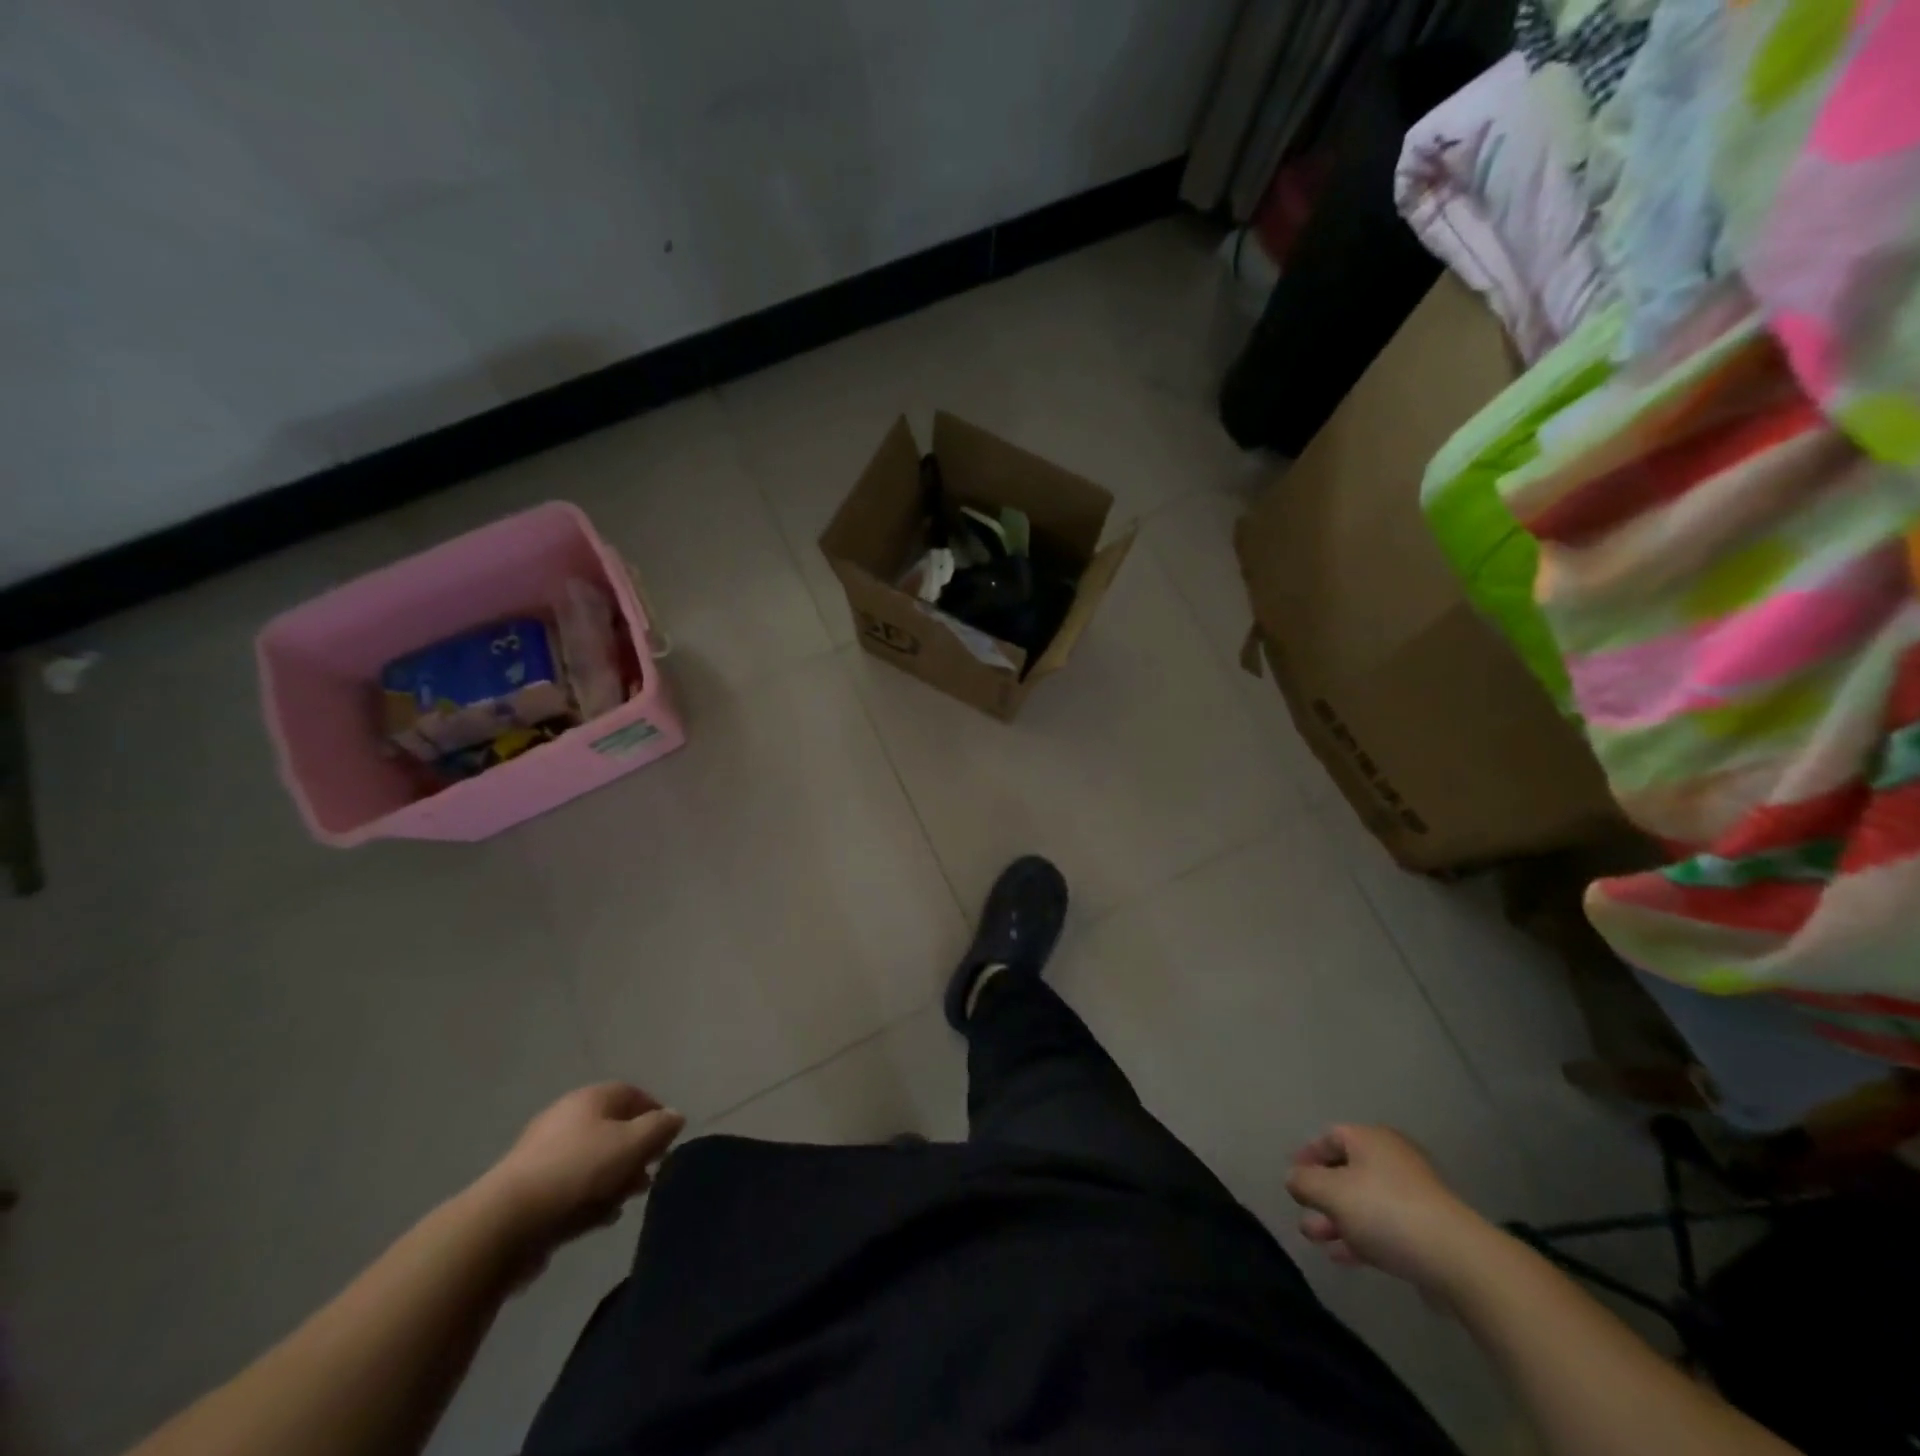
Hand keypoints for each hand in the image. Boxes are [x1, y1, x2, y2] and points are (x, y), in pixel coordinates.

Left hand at [479, 1083, 684, 1261]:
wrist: (505, 1223)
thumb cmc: (578, 1171)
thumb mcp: (632, 1144)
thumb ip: (660, 1128)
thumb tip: (675, 1117)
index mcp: (590, 1098)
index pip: (633, 1094)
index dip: (656, 1113)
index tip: (669, 1141)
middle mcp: (566, 1117)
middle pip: (612, 1128)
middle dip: (635, 1151)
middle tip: (649, 1175)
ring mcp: (543, 1154)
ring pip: (592, 1160)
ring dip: (614, 1178)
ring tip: (626, 1201)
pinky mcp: (528, 1189)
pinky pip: (571, 1186)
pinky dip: (589, 1197)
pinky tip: (599, 1219)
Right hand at [1285, 1125, 1484, 1295]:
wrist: (1459, 1260)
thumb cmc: (1386, 1212)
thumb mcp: (1331, 1193)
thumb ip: (1304, 1182)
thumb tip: (1294, 1178)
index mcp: (1370, 1139)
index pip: (1329, 1137)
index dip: (1307, 1155)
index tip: (1292, 1178)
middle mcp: (1392, 1159)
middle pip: (1347, 1171)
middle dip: (1321, 1195)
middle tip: (1302, 1214)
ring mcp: (1414, 1195)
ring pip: (1365, 1202)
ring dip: (1337, 1219)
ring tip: (1317, 1241)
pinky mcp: (1428, 1229)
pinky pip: (1385, 1225)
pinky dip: (1362, 1236)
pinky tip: (1344, 1257)